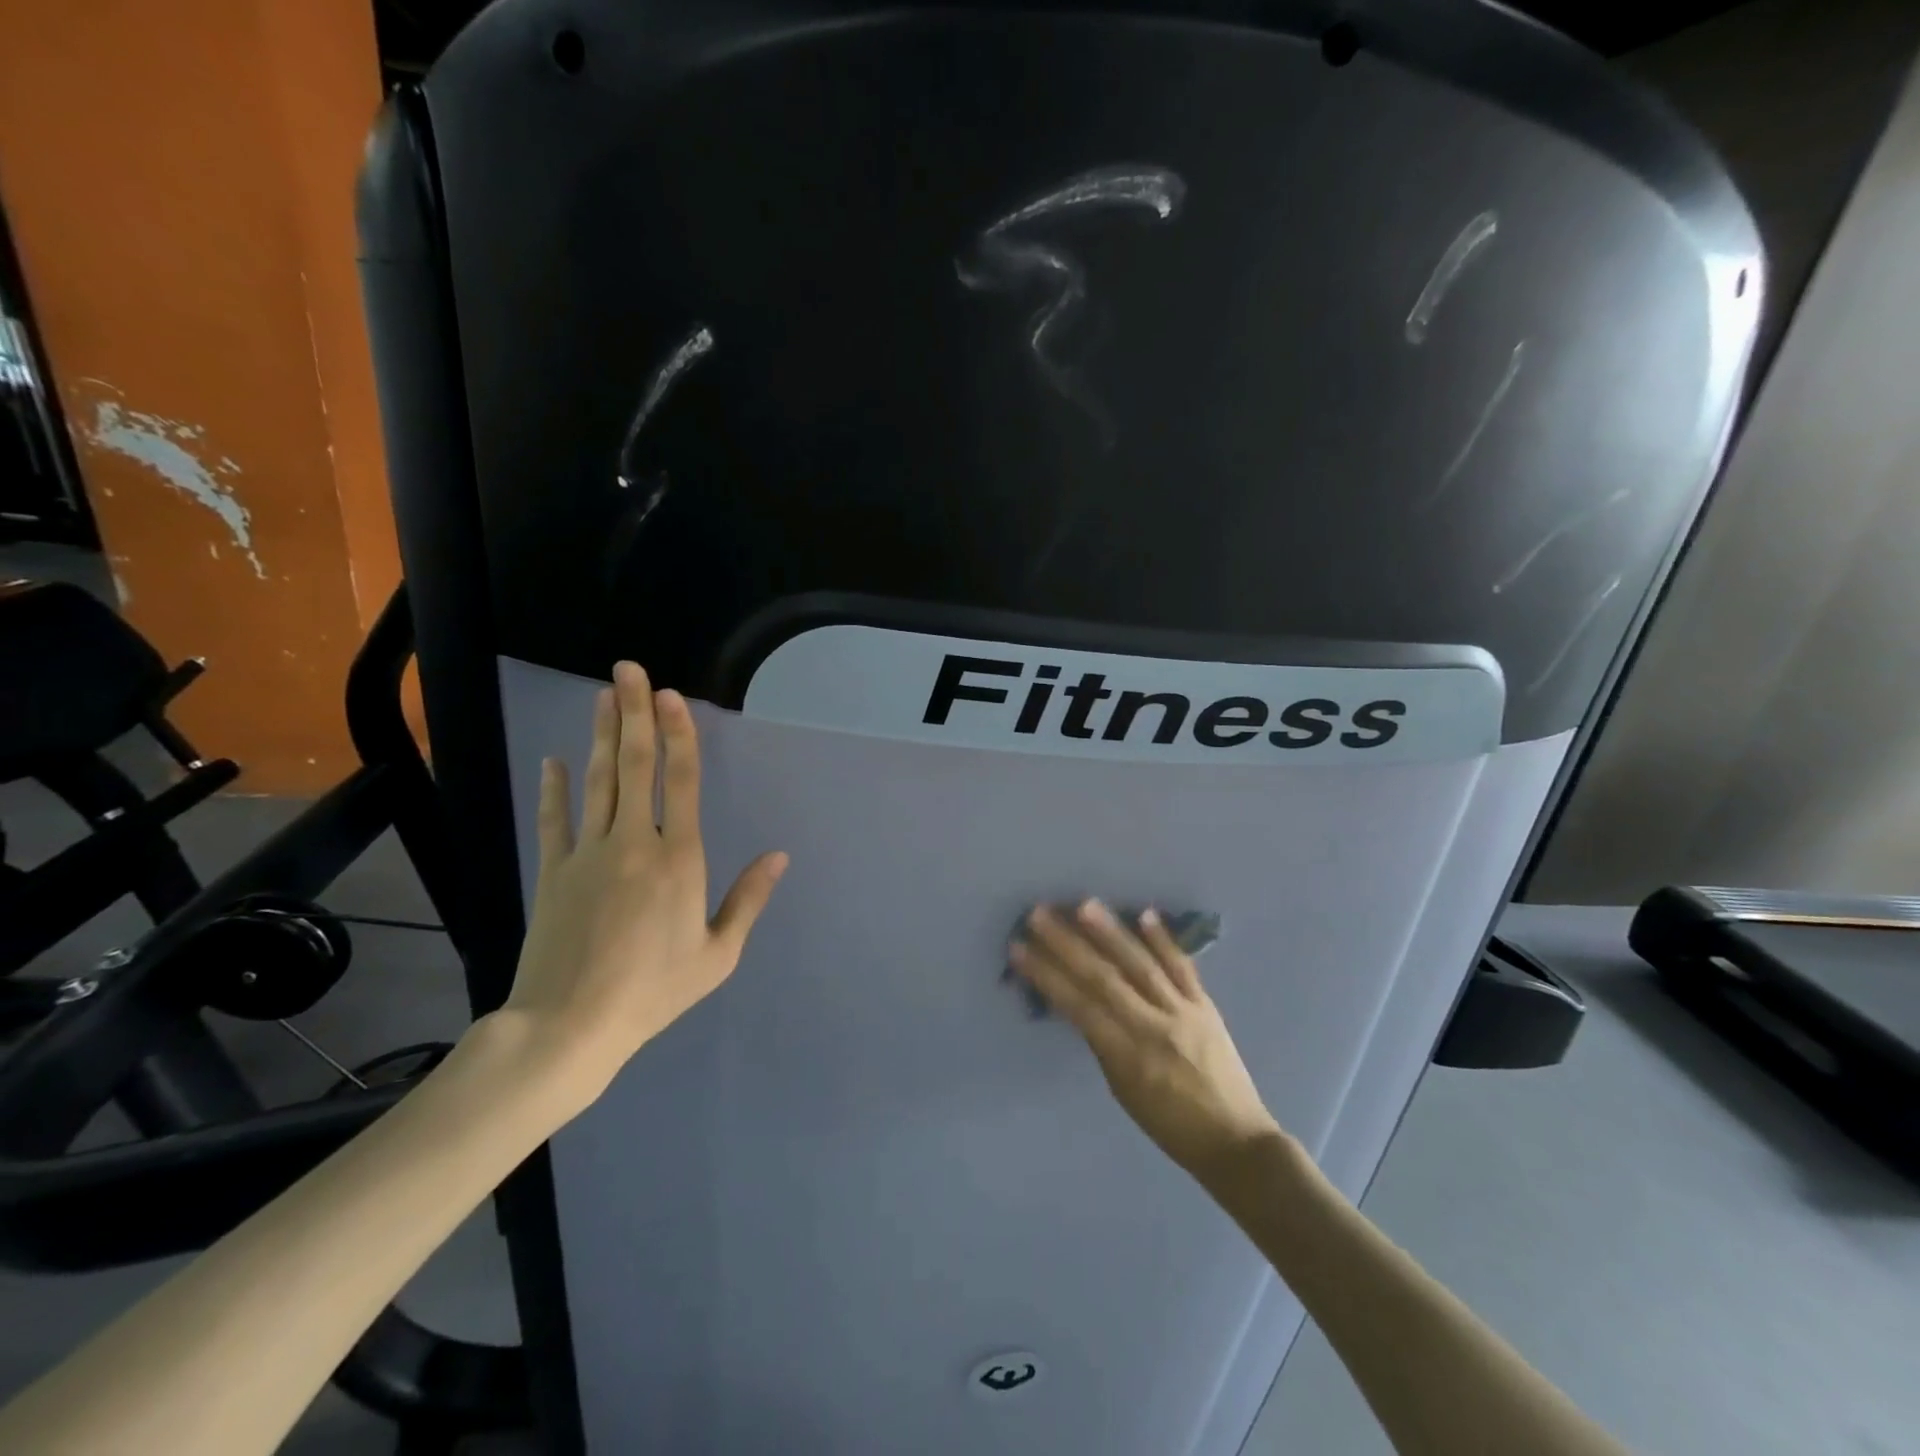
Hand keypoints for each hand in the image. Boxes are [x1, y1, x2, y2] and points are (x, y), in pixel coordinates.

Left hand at [490, 661, 787, 1109]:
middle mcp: (634, 843)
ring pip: (597, 782)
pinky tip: (555, 760)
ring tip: (603, 696)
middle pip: (636, 766)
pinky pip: (555, 820)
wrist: (569, 1026)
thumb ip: (749, 900)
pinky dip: (555, 788)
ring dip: (602, 736)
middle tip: (628, 670)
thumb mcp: (718, 955)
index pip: (680, 781)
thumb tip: (779, 856)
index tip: (670, 695)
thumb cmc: (654, 990)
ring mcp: (587, 854)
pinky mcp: (553, 872)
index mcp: (679, 859)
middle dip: (634, 714)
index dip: (678, 734)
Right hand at [1012, 901, 1282, 1181]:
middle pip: (1104, 978)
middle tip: (1039, 914)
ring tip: (1084, 905)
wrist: (1237, 1142)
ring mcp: (1183, 1012)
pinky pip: (1182, 967)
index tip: (1019, 948)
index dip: (1046, 975)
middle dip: (1068, 945)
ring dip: (1111, 933)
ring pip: (1141, 965)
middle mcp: (1153, 1028)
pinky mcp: (1206, 1006)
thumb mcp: (1123, 1091)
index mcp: (1127, 1057)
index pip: (1078, 1006)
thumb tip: (1078, 1002)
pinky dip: (1163, 940)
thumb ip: (1103, 1043)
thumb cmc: (1170, 1126)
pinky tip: (1145, 913)